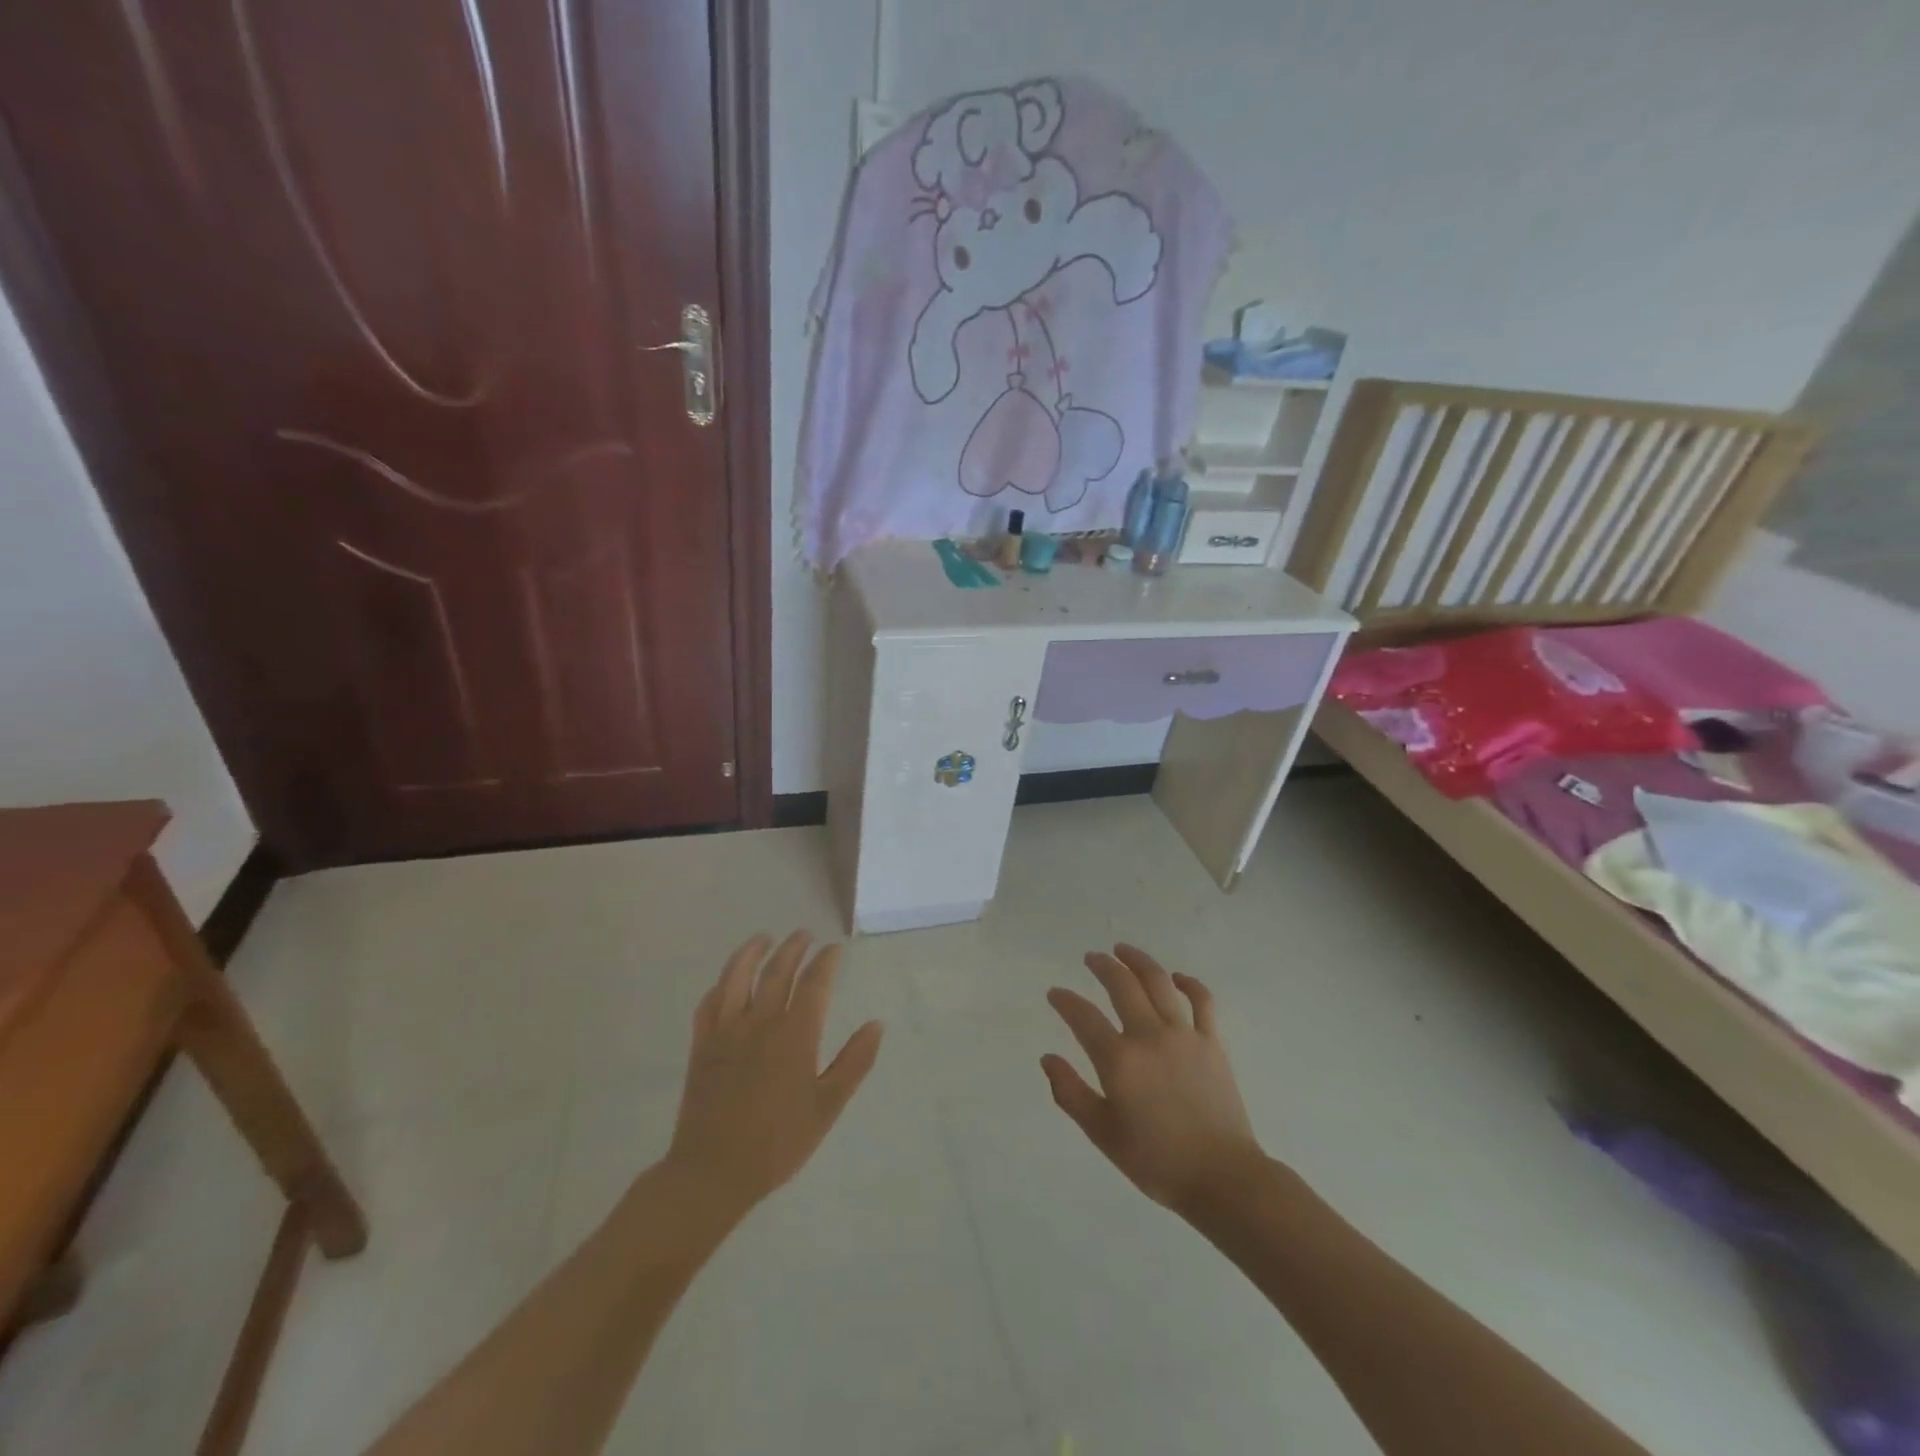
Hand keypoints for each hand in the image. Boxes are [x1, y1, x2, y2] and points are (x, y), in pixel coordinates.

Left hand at [665, 931, 883, 1216]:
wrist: (713, 1172)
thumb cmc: (778, 1143)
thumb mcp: (827, 1107)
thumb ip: (854, 1062)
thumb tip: (876, 1024)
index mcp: (794, 1036)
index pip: (814, 984)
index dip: (826, 962)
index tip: (834, 949)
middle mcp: (759, 1023)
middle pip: (777, 971)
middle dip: (793, 948)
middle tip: (804, 935)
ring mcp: (726, 1032)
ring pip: (737, 977)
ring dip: (751, 952)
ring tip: (763, 939)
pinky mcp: (702, 1046)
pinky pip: (709, 1004)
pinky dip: (721, 985)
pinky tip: (728, 982)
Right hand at [1043, 944, 1263, 1215]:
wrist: (1222, 1178)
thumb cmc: (1156, 1161)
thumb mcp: (1103, 1134)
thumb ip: (1071, 1093)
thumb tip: (1048, 1058)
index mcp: (1119, 1060)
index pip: (1083, 1016)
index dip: (1065, 1000)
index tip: (1055, 993)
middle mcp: (1149, 1036)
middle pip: (1122, 985)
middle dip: (1102, 966)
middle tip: (1091, 957)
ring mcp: (1184, 1034)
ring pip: (1158, 982)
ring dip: (1138, 960)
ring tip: (1123, 950)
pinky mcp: (1212, 1042)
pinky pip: (1201, 1001)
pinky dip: (1188, 983)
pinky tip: (1176, 977)